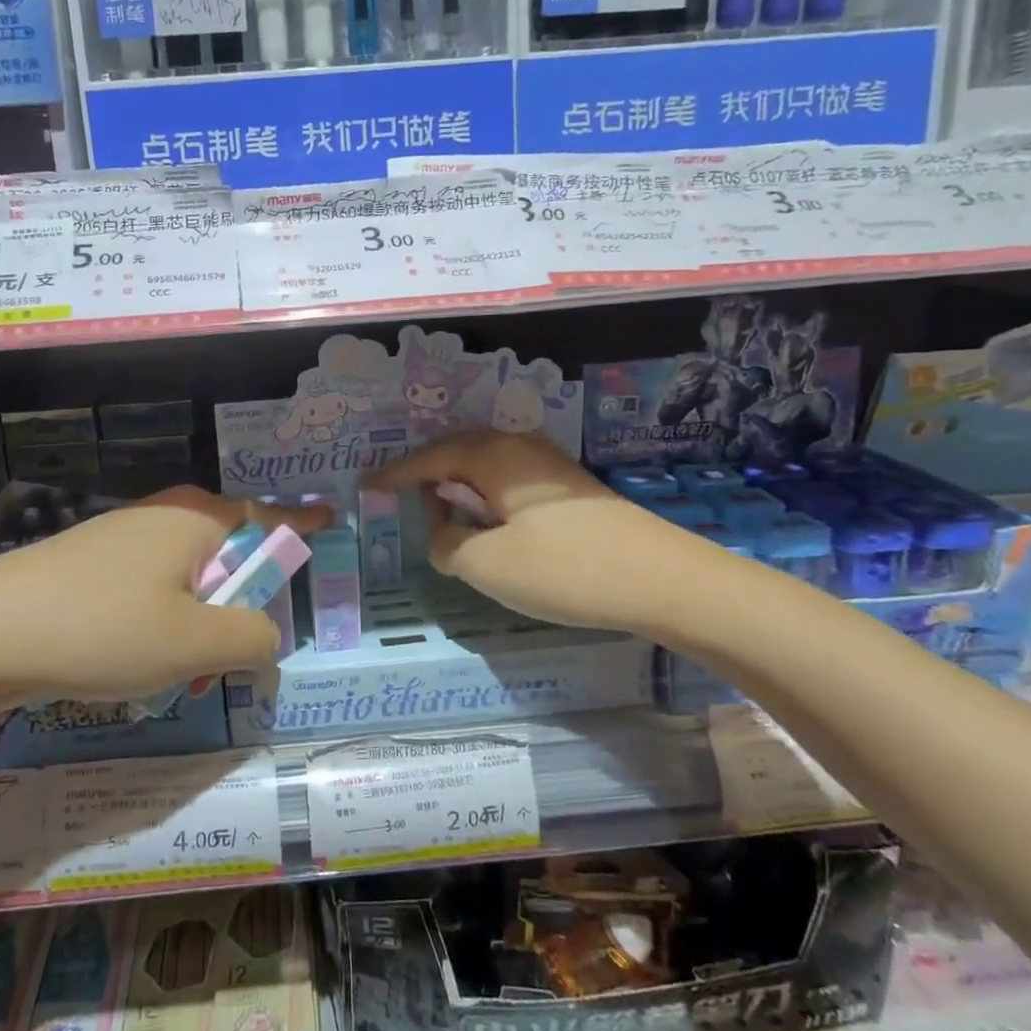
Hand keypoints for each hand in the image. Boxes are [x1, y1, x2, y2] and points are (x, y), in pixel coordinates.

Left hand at [0, 487, 329, 703]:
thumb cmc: (103, 627)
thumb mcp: (194, 642)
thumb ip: (252, 638)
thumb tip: (267, 636)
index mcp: (198, 517)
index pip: (269, 515)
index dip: (303, 524)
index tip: (332, 522)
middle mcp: (164, 517)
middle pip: (228, 554)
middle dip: (239, 607)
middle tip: (232, 658)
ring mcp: (123, 540)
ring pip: (186, 581)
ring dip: (197, 627)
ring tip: (177, 677)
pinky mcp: (92, 568)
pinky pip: (149, 593)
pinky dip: (159, 627)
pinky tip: (134, 667)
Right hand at [367, 430, 685, 632]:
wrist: (665, 580)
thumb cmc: (566, 569)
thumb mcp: (488, 566)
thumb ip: (447, 546)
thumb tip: (442, 533)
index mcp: (493, 457)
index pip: (429, 459)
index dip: (395, 475)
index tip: (366, 486)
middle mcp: (520, 449)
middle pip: (458, 452)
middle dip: (426, 473)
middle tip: (399, 495)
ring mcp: (550, 468)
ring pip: (487, 467)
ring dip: (458, 486)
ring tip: (438, 510)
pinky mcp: (571, 491)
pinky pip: (509, 482)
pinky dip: (485, 497)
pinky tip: (487, 521)